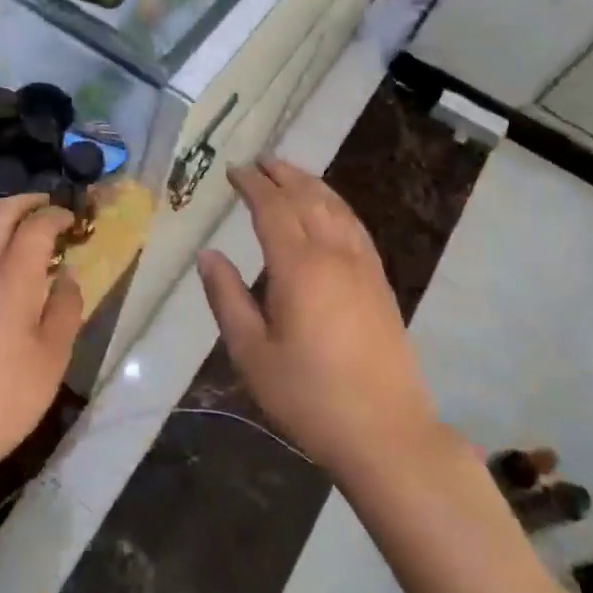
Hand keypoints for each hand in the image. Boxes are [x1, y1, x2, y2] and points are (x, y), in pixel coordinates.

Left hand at [0, 195, 83, 486]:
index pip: (36, 227)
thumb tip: (68, 275)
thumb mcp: (52, 360)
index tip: (71, 221)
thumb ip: (66, 309)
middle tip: (46, 206)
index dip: (56, 216)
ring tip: (15, 220)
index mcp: (12, 279)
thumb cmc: (2, 400)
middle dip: (25, 202)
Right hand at [197, 159, 444, 480]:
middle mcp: (335, 255)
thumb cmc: (308, 396)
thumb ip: (227, 298)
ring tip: (290, 172)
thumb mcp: (252, 353)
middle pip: (308, 199)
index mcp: (299, 268)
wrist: (385, 431)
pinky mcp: (380, 283)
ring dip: (311, 184)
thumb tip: (208, 255)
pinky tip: (330, 209)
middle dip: (282, 175)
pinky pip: (355, 227)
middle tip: (260, 161)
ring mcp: (364, 267)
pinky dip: (336, 206)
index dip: (253, 185)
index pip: (273, 209)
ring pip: (337, 208)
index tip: (234, 170)